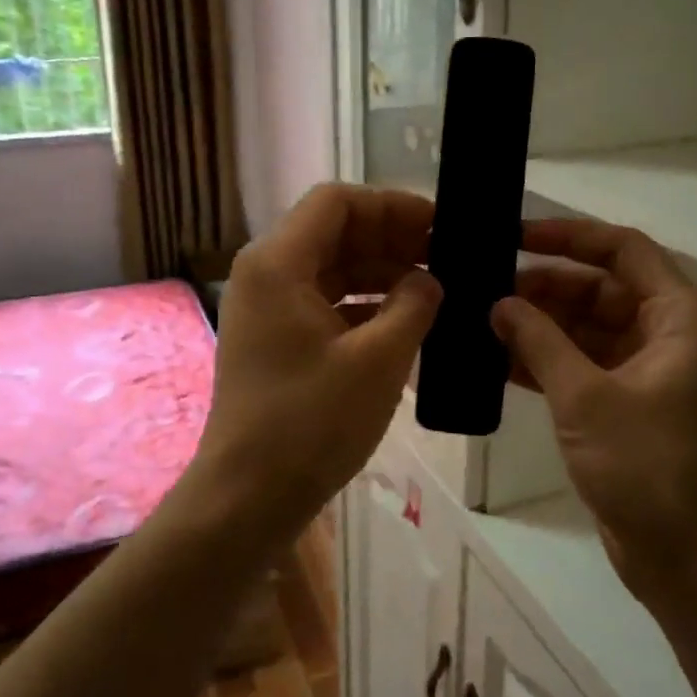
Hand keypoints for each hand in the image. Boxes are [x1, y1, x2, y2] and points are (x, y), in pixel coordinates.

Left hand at [197, 184, 442, 527]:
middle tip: (447, 259)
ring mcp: (268, 309)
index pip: (337, 202)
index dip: (392, 206)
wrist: (249, 495)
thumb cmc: (311, 422)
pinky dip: (364, 307)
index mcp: (278, 263)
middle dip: (392, 240)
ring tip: (436, 291)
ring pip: (332, 270)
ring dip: (381, 274)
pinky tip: (406, 325)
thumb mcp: (378, 360)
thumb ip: (413, 306)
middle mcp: (266, 274)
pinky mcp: (276, 341)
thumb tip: (429, 280)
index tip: (438, 227)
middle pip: (335, 233)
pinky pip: (325, 305)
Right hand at [492, 219, 696, 602]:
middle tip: (483, 287)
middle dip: (544, 286)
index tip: (514, 238)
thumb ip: (539, 340)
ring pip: (584, 328)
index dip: (569, 236)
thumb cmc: (648, 466)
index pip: (622, 250)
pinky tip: (494, 360)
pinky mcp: (623, 405)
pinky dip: (543, 361)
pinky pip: (579, 365)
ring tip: (479, 320)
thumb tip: (499, 302)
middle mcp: (665, 334)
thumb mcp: (586, 395)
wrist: (689, 559)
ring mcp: (644, 372)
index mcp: (677, 317)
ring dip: (538, 325)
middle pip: (599, 288)